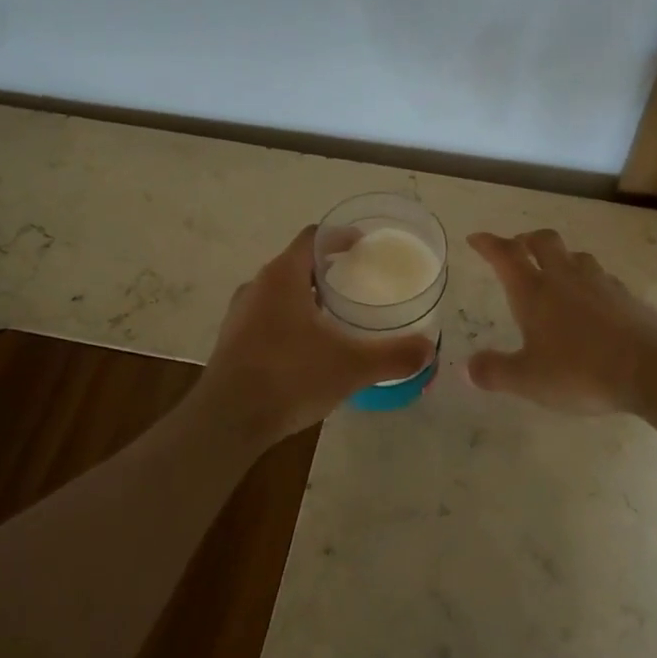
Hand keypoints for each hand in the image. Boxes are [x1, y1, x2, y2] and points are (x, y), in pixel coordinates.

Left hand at [196, 226, 435, 447]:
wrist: (227, 420)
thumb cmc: (289, 378)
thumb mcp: (350, 367)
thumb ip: (392, 356)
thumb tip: (429, 349)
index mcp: (282, 277)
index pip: (313, 238)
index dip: (340, 237)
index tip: (364, 245)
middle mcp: (257, 287)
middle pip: (296, 264)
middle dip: (327, 270)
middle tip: (358, 282)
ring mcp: (240, 315)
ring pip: (279, 293)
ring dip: (307, 297)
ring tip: (337, 316)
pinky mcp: (232, 342)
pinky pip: (267, 318)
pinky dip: (291, 321)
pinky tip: (309, 348)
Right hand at [466, 230, 656, 415]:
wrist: (652, 367)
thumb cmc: (580, 372)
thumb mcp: (528, 380)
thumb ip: (495, 372)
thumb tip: (468, 368)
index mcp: (534, 292)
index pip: (505, 255)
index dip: (488, 243)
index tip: (475, 238)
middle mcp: (564, 277)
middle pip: (542, 241)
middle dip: (525, 240)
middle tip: (516, 249)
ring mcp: (599, 282)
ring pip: (575, 255)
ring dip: (559, 256)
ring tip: (554, 272)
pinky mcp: (626, 295)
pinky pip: (600, 276)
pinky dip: (587, 279)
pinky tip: (590, 299)